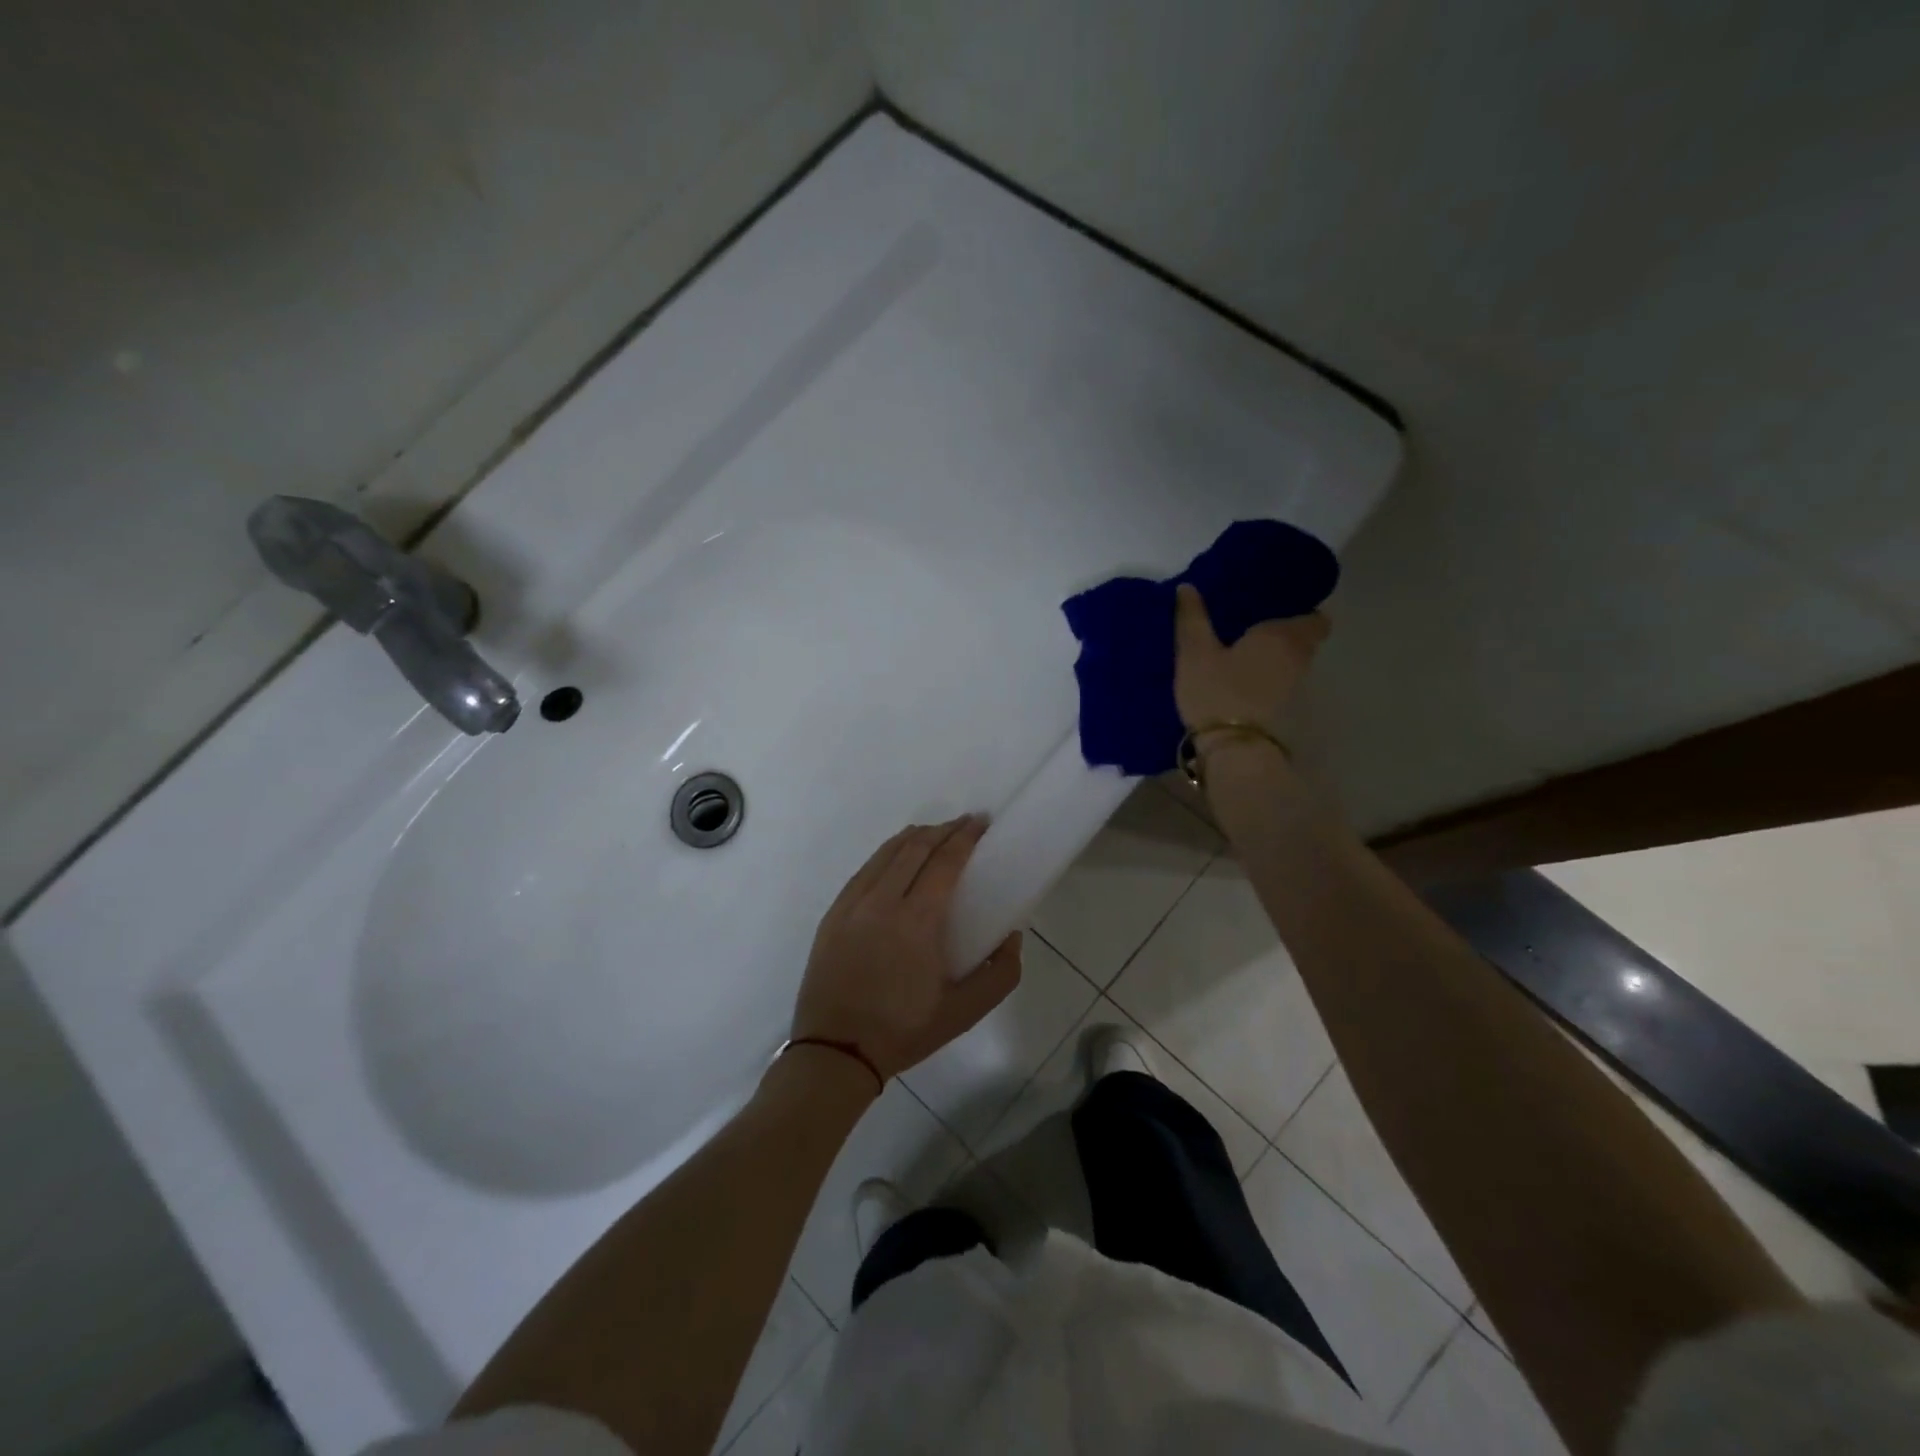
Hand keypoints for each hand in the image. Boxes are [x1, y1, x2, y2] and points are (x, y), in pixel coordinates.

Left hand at [791, 817, 1022, 1083]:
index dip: (964, 837)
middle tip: (965, 825)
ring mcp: (852, 904)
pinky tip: (896, 858)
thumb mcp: (965, 1013)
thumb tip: (1012, 936)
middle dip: (943, 830)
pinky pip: (864, 869)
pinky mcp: (833, 913)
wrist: (836, 1051)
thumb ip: (1001, 974)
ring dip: (914, 837)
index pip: (944, 861)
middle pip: (915, 847)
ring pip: (886, 853)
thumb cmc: (904, 1031)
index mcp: (917, 921)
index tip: (980, 824)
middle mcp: (882, 901)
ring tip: (934, 834)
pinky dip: (886, 854)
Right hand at [1173, 582, 1328, 734]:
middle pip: (1303, 641)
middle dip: (1284, 632)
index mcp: (1282, 635)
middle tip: (1253, 625)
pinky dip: (1266, 678)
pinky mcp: (1283, 713)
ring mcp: (1294, 689)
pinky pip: (1279, 684)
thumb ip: (1192, 619)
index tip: (1280, 605)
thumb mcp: (1195, 653)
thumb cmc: (1217, 692)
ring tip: (1243, 651)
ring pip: (1291, 664)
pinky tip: (1241, 679)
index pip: (1315, 617)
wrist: (1234, 752)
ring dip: (1274, 658)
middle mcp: (1298, 659)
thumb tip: (1187, 588)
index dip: (1303, 610)